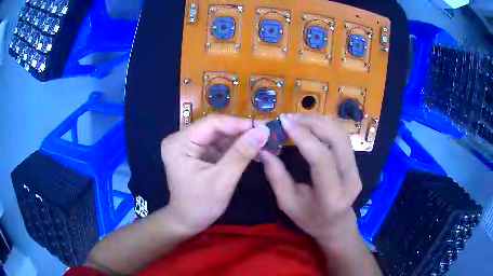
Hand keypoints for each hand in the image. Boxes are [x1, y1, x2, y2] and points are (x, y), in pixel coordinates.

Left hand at [160, 115, 269, 235]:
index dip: (239, 123)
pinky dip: (233, 148)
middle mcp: (180, 139)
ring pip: (218, 135)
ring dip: (239, 139)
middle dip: (241, 132)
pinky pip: (217, 145)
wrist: (187, 222)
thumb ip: (242, 153)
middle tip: (265, 134)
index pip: (211, 123)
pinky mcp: (195, 153)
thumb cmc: (200, 205)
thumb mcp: (222, 180)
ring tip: (261, 141)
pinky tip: (250, 149)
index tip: (263, 127)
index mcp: (179, 143)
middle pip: (214, 128)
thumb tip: (263, 131)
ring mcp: (187, 145)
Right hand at [260, 114, 361, 242]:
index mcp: (332, 196)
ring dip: (320, 121)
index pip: (321, 159)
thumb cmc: (310, 220)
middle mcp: (350, 180)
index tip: (283, 122)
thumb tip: (263, 148)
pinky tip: (311, 124)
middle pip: (337, 140)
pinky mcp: (356, 164)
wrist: (337, 225)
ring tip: (298, 118)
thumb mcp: (288, 203)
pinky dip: (326, 126)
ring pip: (342, 135)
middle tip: (289, 117)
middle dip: (313, 123)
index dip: (303, 136)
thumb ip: (276, 176)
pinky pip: (343, 138)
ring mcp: (357, 170)